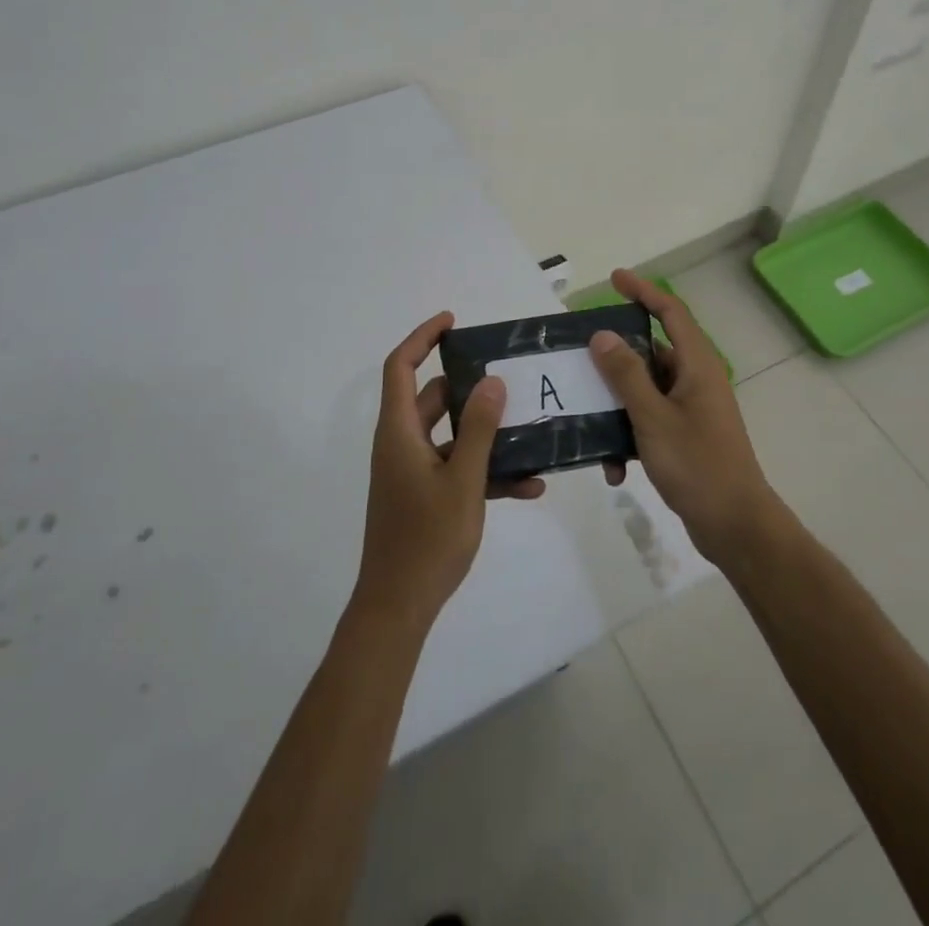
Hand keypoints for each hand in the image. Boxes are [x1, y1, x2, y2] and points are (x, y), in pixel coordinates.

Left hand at [354, 312, 544, 626]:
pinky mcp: (424, 496)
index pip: (400, 366)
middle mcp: (402, 444)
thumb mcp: (462, 481)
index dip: (422, 338)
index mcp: (399, 432)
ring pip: (450, 435)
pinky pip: (456, 469)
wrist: (398, 608)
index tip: (453, 322)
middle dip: (470, 386)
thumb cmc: (427, 539)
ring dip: (486, 433)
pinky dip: (485, 471)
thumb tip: (493, 381)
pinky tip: (529, 486)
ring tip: (529, 428)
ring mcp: (413, 472)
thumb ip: (479, 429)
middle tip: (507, 376)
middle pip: (432, 398)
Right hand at [589, 270, 777, 564]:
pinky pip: (650, 420)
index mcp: (697, 365)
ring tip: (588, 419)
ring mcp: (692, 409)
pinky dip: (630, 435)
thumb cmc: (697, 464)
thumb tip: (603, 335)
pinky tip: (614, 467)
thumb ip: (626, 374)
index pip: (671, 312)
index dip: (644, 291)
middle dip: (617, 355)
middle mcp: (697, 380)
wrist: (735, 526)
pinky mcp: (686, 435)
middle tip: (582, 354)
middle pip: (652, 351)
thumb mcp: (653, 417)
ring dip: (619, 405)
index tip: (615, 278)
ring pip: (646, 390)